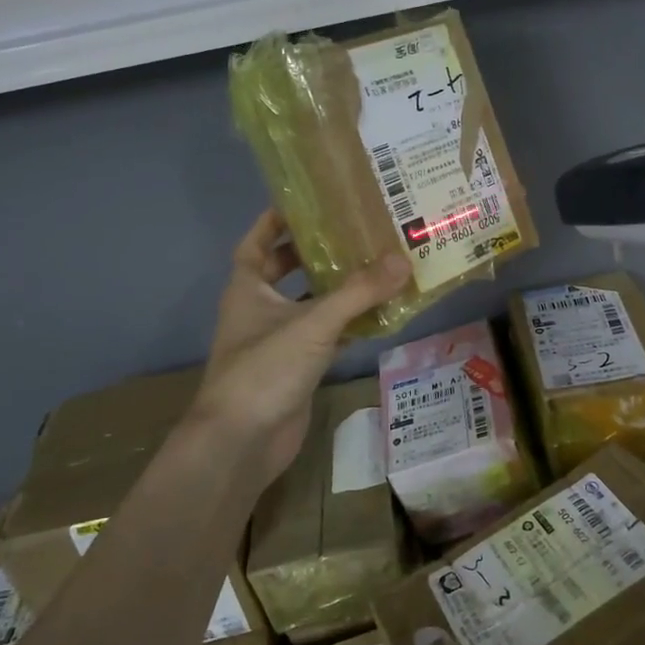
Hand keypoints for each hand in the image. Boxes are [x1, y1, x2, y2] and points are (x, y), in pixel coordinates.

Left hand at [187, 211, 408, 486]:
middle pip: (286, 271)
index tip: (305, 202)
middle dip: (315, 253)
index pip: (256, 243)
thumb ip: (358, 293)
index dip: (274, 221)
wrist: (243, 442)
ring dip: (338, 290)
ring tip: (377, 265)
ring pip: (310, 305)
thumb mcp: (313, 323)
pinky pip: (326, 336)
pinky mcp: (297, 368)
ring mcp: (278, 341)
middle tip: (354, 232)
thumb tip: (402, 259)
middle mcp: (260, 310)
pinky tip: (380, 315)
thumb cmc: (264, 369)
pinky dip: (348, 325)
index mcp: (248, 289)